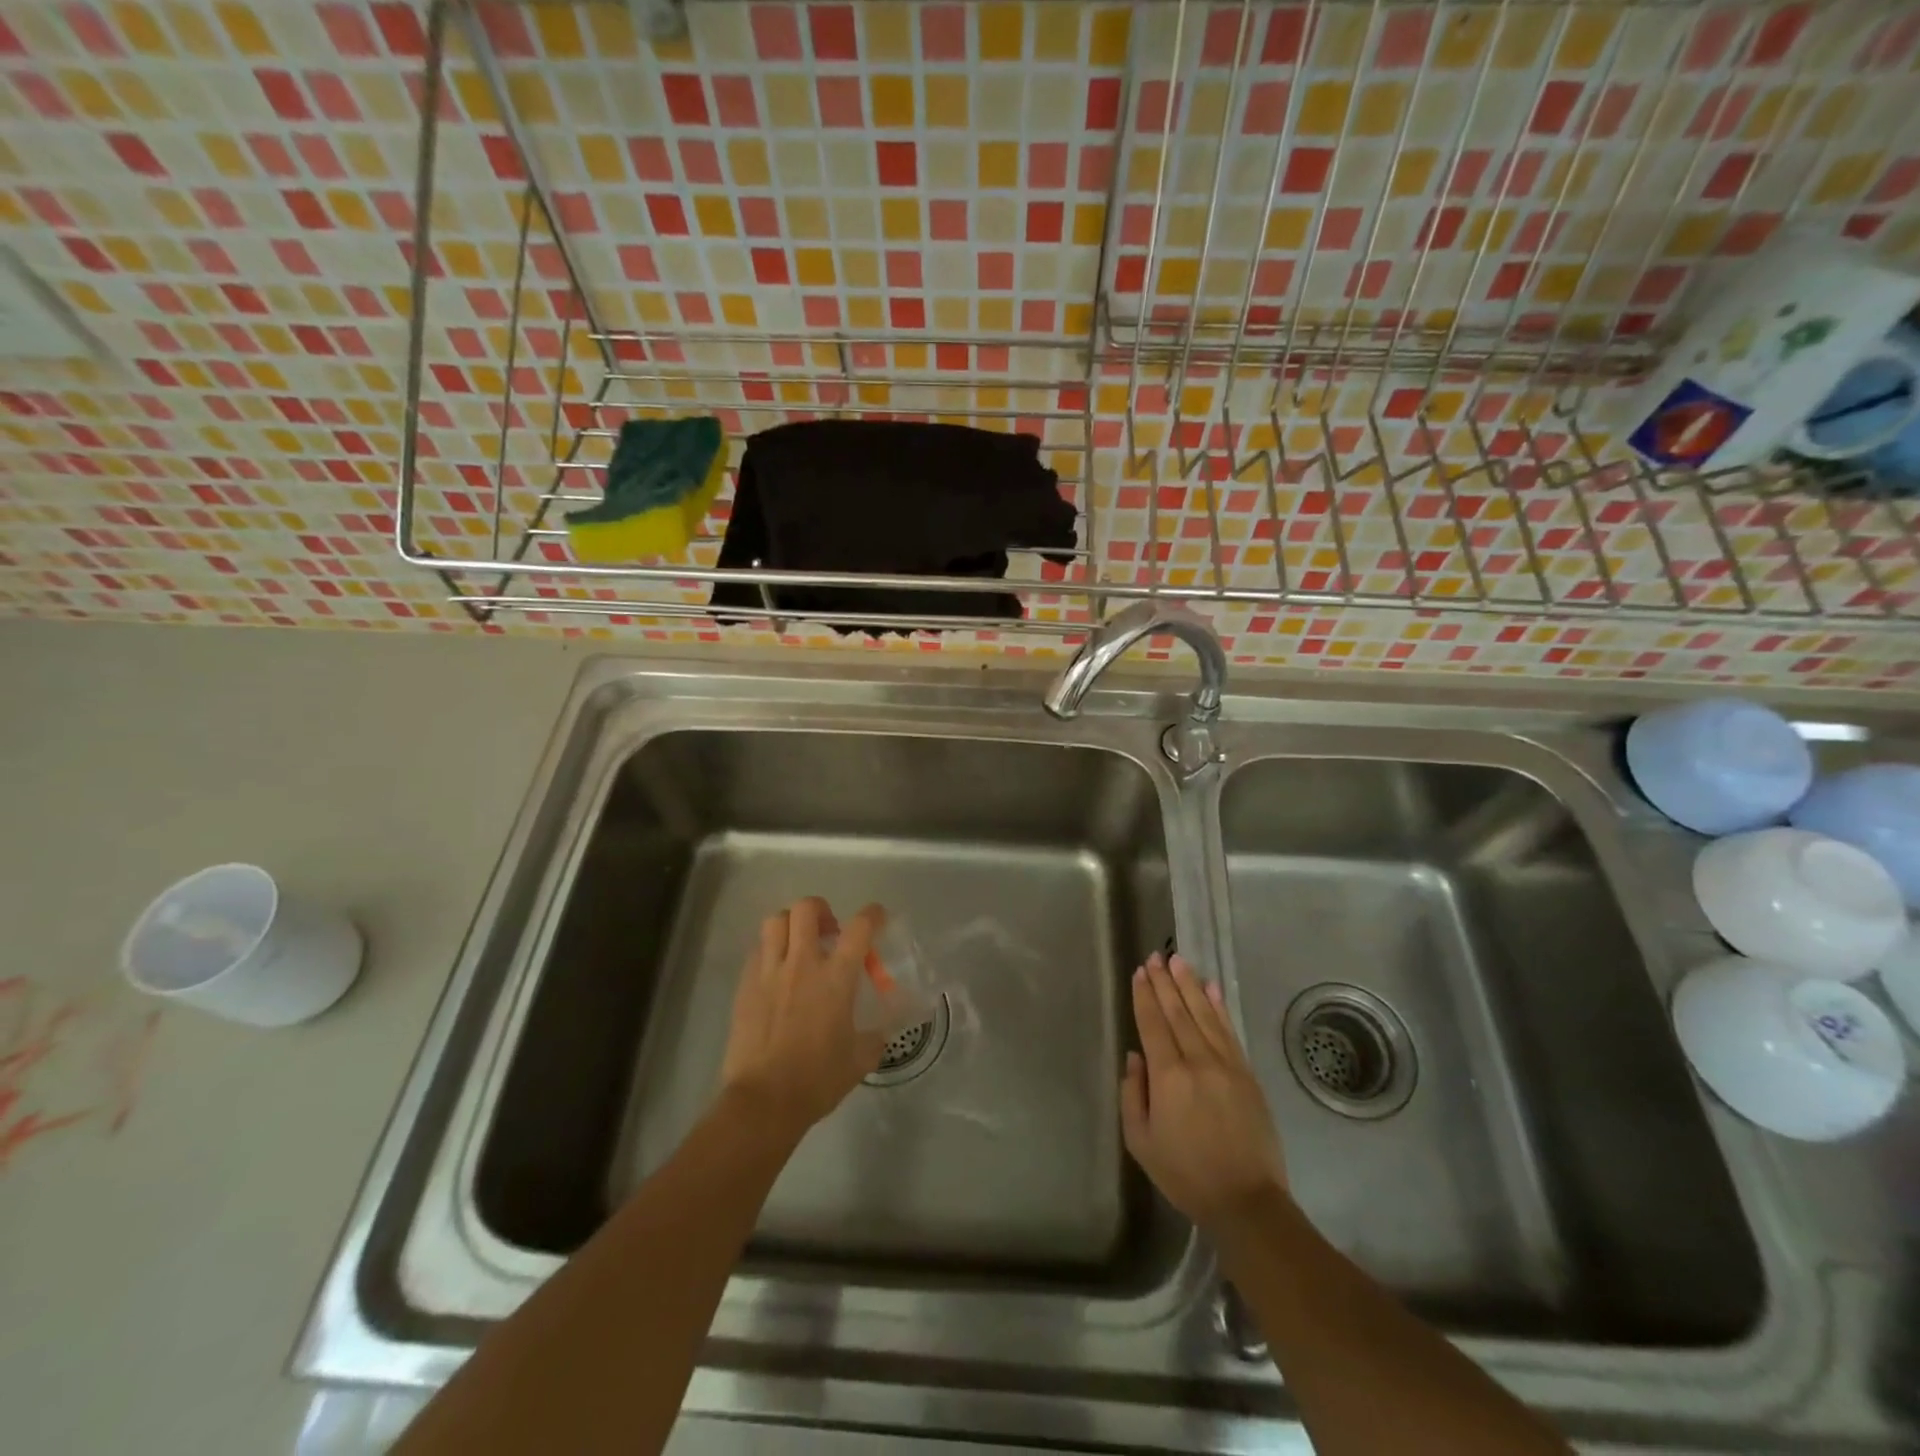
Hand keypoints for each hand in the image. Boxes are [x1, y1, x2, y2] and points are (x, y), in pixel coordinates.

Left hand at [720, 897, 886, 1141]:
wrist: (764, 1101)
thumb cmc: (817, 1080)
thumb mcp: (860, 1059)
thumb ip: (875, 1037)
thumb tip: (881, 1030)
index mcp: (836, 978)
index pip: (859, 928)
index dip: (872, 915)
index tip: (877, 916)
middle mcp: (802, 964)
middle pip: (807, 909)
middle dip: (821, 910)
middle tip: (828, 930)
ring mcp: (769, 972)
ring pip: (775, 922)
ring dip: (791, 925)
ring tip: (799, 943)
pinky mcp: (745, 986)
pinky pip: (758, 951)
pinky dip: (770, 951)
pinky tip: (776, 972)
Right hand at [1121, 953, 1287, 1230]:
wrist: (1247, 1201)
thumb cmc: (1186, 1174)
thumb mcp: (1141, 1142)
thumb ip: (1132, 1094)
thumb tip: (1135, 1056)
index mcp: (1168, 1077)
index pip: (1153, 1025)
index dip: (1145, 996)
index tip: (1140, 972)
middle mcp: (1198, 1061)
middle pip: (1178, 1012)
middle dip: (1164, 982)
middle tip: (1155, 956)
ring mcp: (1226, 1065)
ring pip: (1204, 1014)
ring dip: (1190, 985)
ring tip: (1178, 961)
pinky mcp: (1247, 1074)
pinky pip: (1229, 1031)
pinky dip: (1218, 1007)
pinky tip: (1211, 988)